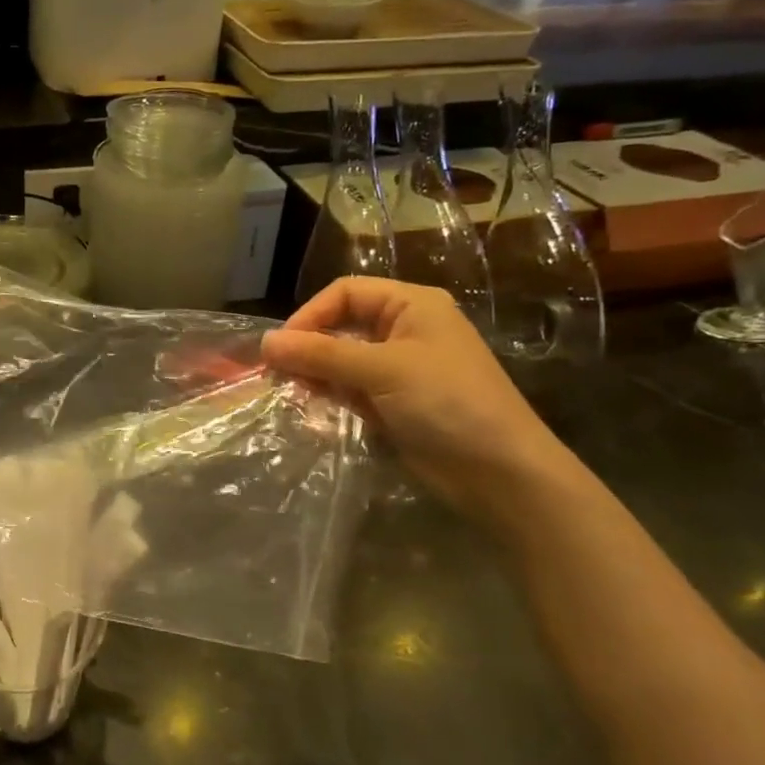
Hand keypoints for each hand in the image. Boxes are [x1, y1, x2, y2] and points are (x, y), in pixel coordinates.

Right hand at [260, 278, 574, 519]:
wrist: (498, 472)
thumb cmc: (446, 403)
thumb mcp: (382, 370)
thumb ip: (321, 354)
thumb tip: (265, 342)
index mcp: (412, 305)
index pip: (346, 293)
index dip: (310, 314)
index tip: (280, 347)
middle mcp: (404, 330)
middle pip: (342, 324)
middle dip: (309, 345)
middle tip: (277, 373)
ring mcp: (399, 369)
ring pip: (342, 359)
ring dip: (315, 372)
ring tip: (289, 390)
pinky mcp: (393, 403)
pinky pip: (350, 389)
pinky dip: (329, 394)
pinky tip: (310, 405)